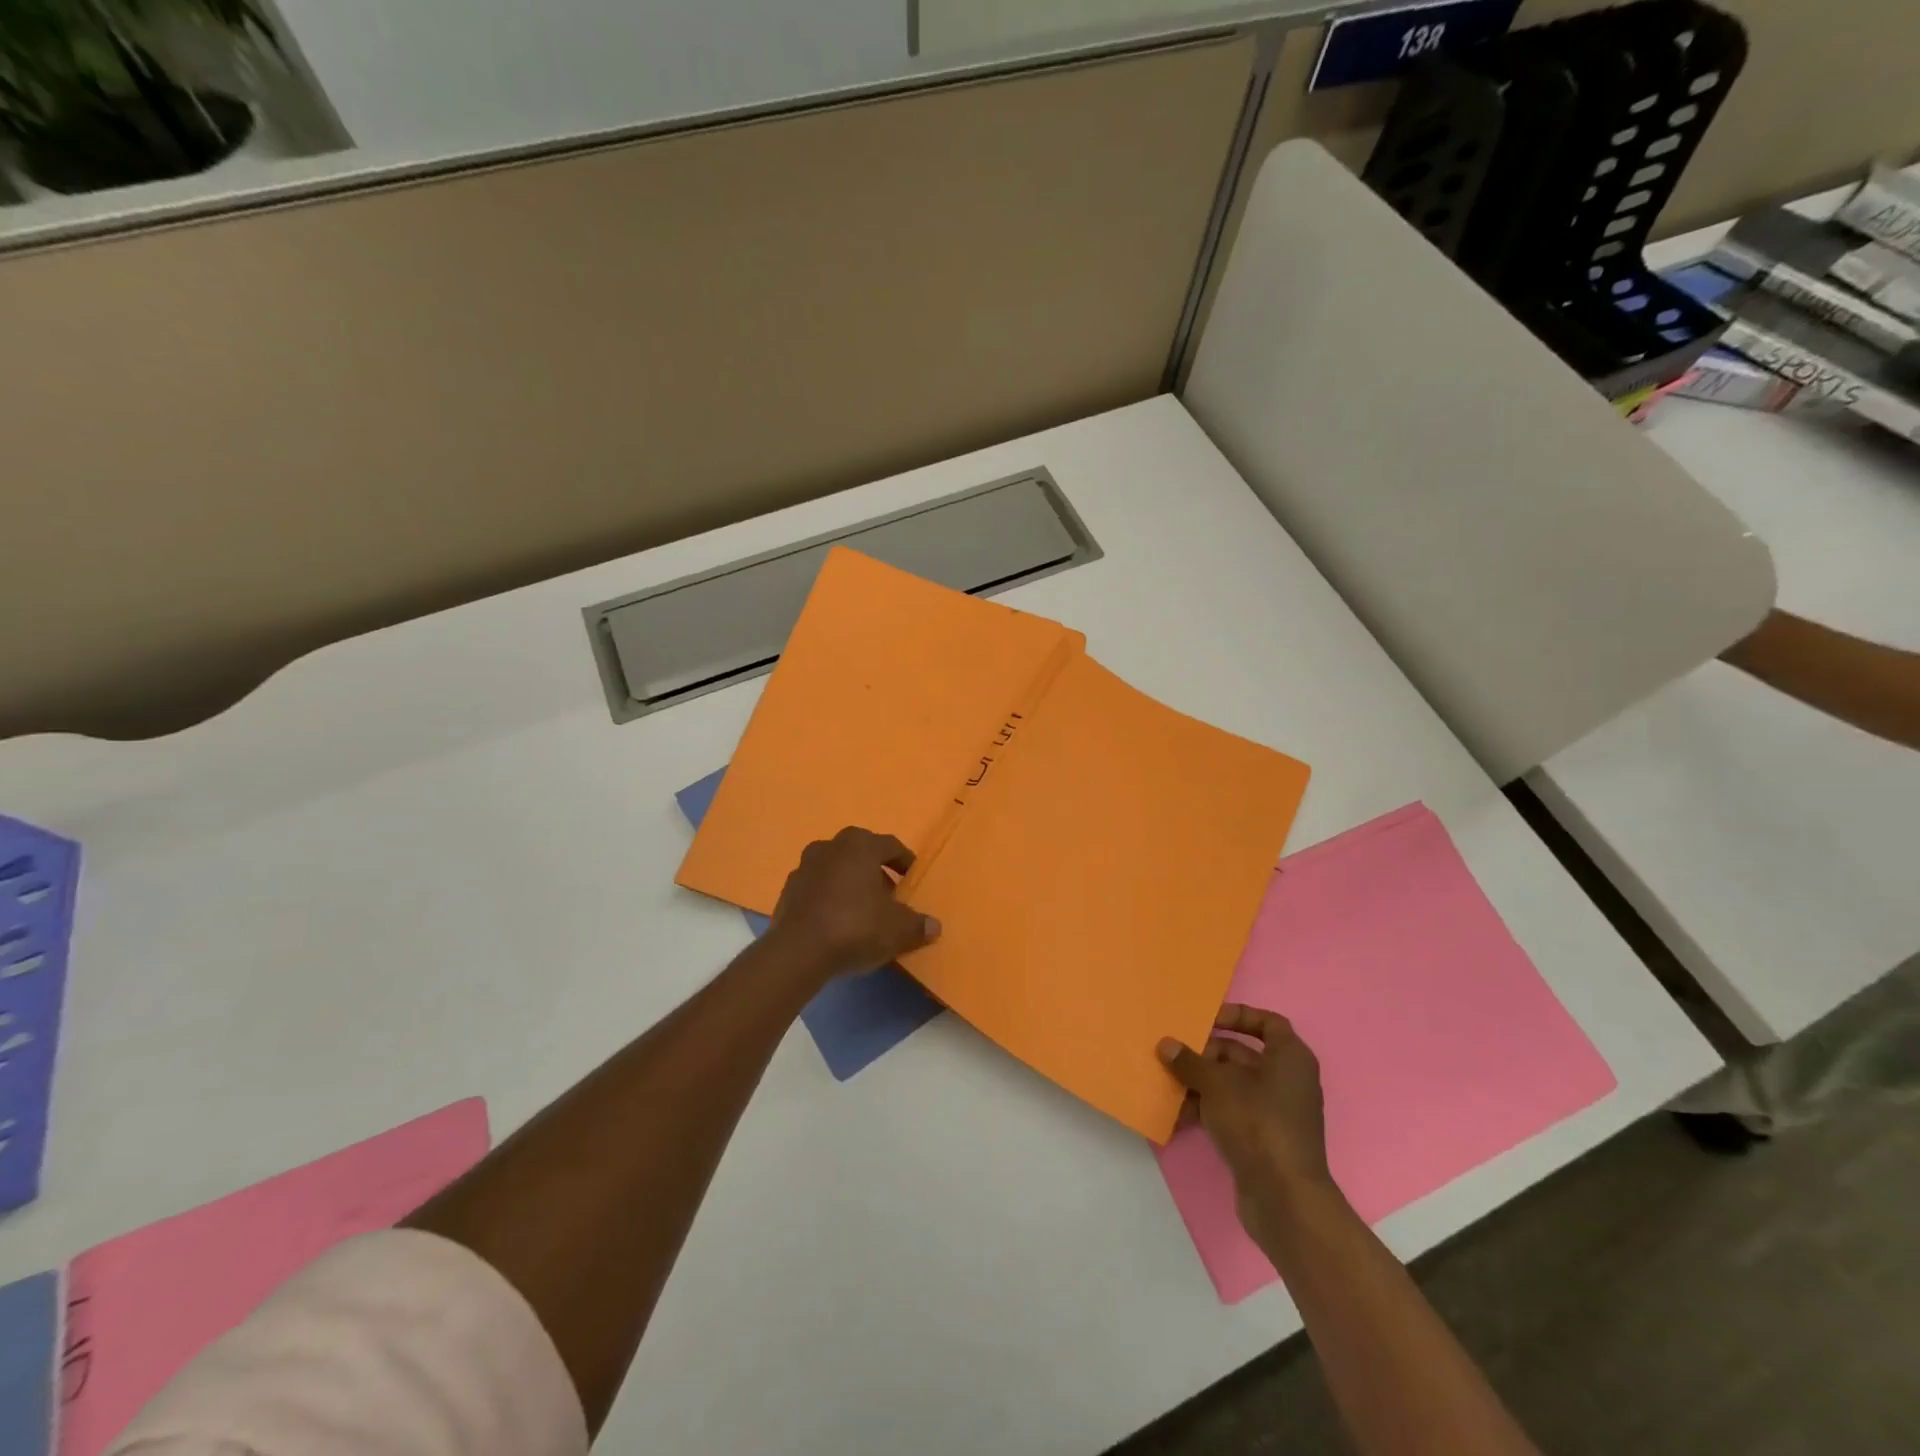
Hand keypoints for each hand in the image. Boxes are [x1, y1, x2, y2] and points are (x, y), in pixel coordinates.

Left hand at [764, 827, 941, 982]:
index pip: (890, 845)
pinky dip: (829, 897)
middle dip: (875, 870)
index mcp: (860, 846)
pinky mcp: (787, 890)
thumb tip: (934, 926)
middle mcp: (830, 847)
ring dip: (850, 882)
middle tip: (888, 893)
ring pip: (836, 868)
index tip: (912, 878)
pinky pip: (817, 887)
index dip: (904, 861)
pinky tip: (837, 921)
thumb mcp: (897, 930)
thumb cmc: (855, 927)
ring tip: (862, 908)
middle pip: (860, 852)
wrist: (798, 952)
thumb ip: (917, 925)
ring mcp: (804, 867)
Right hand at [1159, 1007, 1338, 1242]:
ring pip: (1234, 1085)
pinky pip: (1233, 1112)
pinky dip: (1209, 1109)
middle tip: (1175, 1054)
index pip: (1267, 1022)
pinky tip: (1179, 1114)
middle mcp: (1288, 1080)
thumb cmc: (1256, 1122)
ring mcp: (1277, 1112)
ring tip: (1169, 1083)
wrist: (1284, 1198)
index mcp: (1290, 1057)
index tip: (1206, 1021)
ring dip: (1202, 1083)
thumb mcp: (1216, 1084)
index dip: (1237, 1016)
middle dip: (1207, 1054)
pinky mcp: (1265, 1139)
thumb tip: (1166, 1045)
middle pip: (1243, 1054)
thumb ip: (1189, 1061)